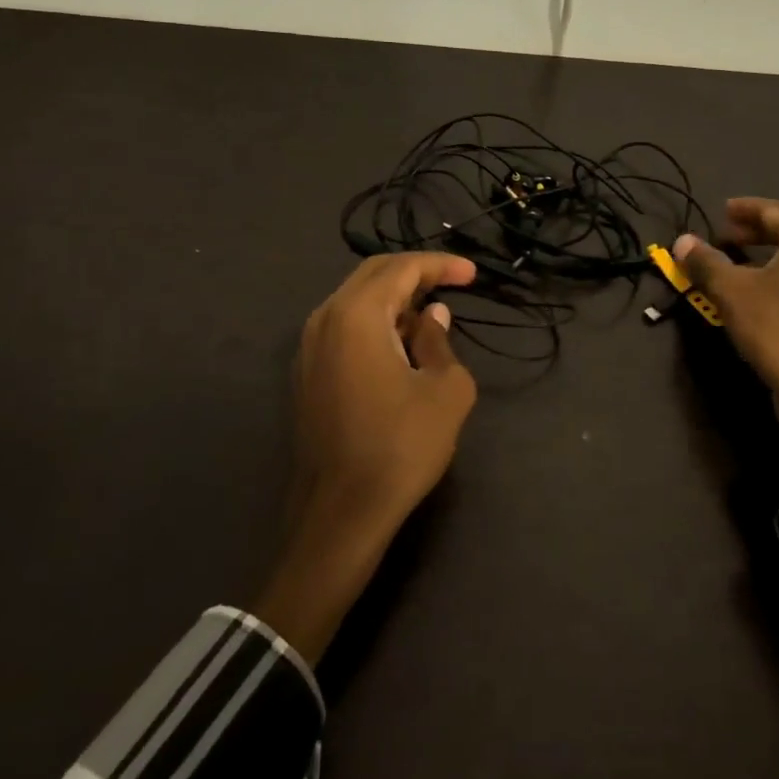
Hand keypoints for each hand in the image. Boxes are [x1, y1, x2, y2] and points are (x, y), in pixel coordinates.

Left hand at [254, 253, 478, 662]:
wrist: (341, 513)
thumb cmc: (401, 446)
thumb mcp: (445, 390)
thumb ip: (440, 341)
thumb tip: (431, 317)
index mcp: (356, 315)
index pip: (401, 268)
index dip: (440, 265)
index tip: (472, 273)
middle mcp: (325, 319)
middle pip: (373, 276)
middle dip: (415, 273)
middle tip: (453, 283)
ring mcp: (309, 347)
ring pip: (355, 301)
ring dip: (394, 299)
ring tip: (431, 315)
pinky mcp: (306, 373)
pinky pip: (343, 327)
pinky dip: (374, 322)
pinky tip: (400, 344)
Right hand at [674, 198, 778, 473]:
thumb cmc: (776, 330)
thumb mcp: (731, 292)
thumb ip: (705, 261)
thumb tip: (682, 241)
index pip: (774, 211)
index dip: (744, 210)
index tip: (721, 212)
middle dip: (756, 233)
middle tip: (726, 237)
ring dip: (770, 257)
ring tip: (741, 266)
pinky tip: (767, 296)